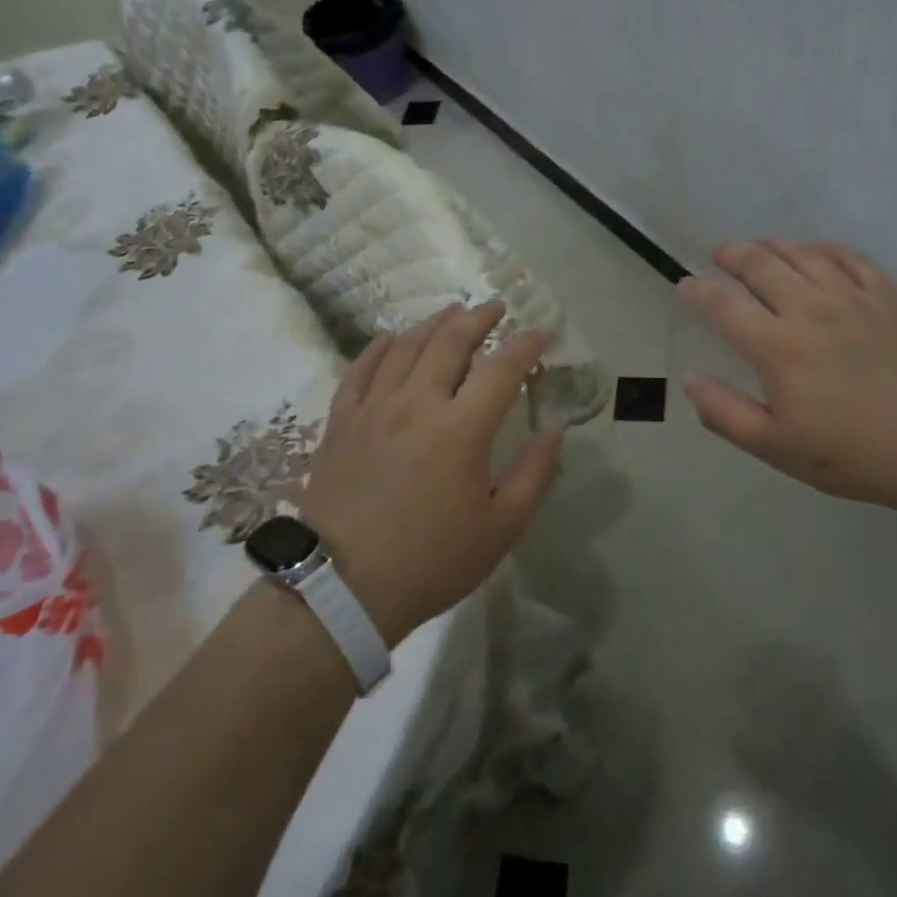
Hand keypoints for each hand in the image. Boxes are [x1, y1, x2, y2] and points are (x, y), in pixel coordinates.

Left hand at [297, 302, 561, 645]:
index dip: (525, 346)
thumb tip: (555, 432)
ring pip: (406, 346)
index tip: (539, 335)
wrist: (343, 589)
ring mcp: (374, 408)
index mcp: (462, 429)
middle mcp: (418, 403)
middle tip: (496, 307)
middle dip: (478, 318)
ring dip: (433, 323)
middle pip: (450, 342)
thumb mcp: (501, 528)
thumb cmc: (431, 561)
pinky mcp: (341, 421)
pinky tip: (391, 337)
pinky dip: (379, 346)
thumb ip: (535, 474)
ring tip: (451, 313)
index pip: (502, 369)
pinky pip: (361, 369)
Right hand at [678, 241, 896, 518]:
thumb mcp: (775, 447)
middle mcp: (809, 309)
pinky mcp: (888, 298)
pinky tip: (818, 253)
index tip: (685, 285)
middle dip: (733, 255)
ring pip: (804, 253)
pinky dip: (826, 249)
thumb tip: (690, 381)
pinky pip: (851, 258)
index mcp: (776, 346)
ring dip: (774, 245)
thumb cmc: (851, 454)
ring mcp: (852, 298)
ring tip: (761, 248)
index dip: (697, 291)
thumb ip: (725, 413)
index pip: (723, 305)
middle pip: (761, 264)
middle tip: (720, 255)